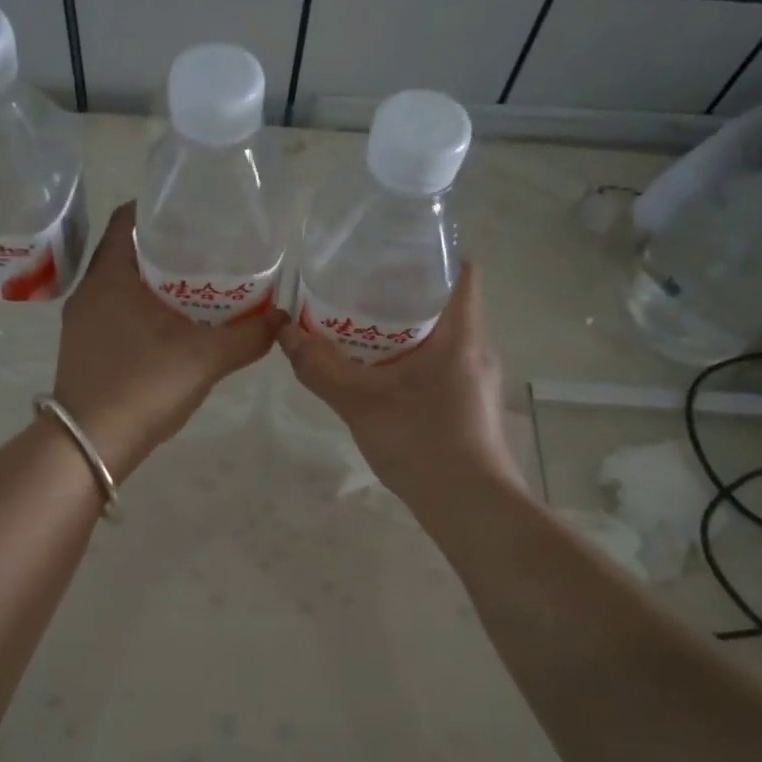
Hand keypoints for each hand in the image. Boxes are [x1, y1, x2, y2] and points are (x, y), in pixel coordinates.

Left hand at [53, 202, 279, 479]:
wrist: (89, 447)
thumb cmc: (142, 387)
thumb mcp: (203, 359)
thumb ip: (246, 336)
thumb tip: (282, 318)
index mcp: (109, 277)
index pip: (127, 218)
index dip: (158, 207)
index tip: (193, 209)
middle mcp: (89, 292)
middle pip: (126, 250)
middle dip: (164, 246)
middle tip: (207, 247)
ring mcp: (82, 323)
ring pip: (121, 285)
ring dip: (154, 281)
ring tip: (197, 284)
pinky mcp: (85, 349)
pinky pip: (116, 312)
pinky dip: (144, 308)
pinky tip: (175, 327)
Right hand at [277, 263, 520, 509]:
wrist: (470, 508)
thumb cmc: (422, 443)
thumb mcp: (361, 403)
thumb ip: (320, 367)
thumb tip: (284, 332)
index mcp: (461, 333)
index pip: (461, 269)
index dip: (430, 254)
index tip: (389, 253)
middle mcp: (477, 348)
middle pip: (447, 300)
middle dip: (404, 292)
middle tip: (359, 289)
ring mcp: (477, 379)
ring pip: (443, 335)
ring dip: (406, 329)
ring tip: (361, 327)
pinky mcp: (471, 405)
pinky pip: (442, 364)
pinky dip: (413, 358)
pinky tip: (381, 375)